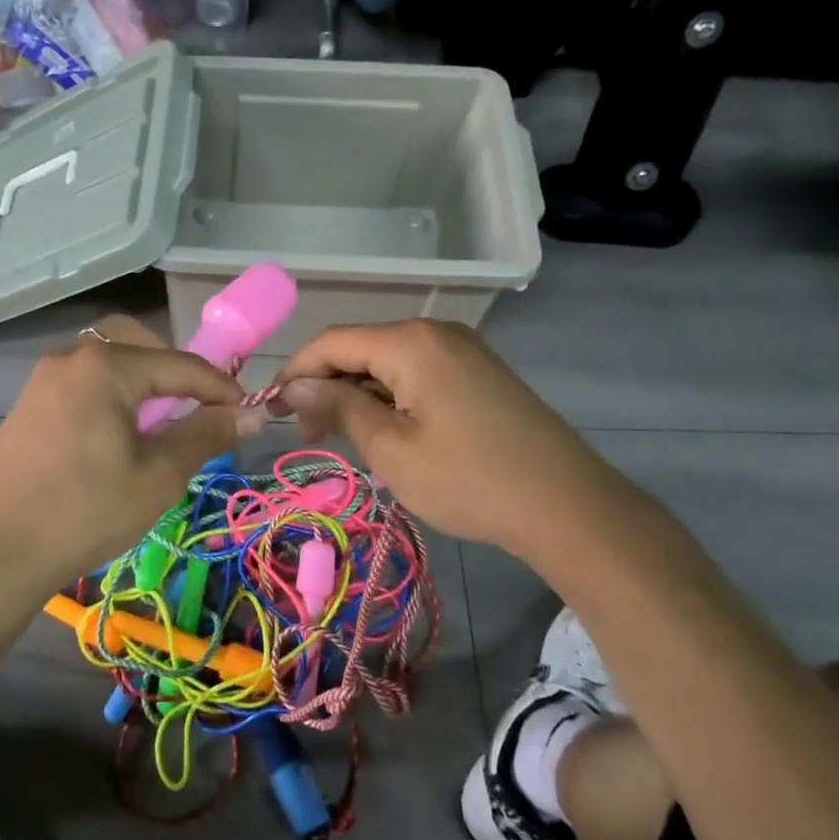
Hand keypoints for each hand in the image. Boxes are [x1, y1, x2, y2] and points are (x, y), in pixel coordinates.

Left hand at [0, 317, 268, 591]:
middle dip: (175, 371)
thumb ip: (206, 435)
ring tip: (159, 426)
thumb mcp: (158, 476)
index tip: (248, 412)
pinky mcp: (29, 404)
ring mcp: (44, 379)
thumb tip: (253, 414)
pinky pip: (84, 381)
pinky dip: (112, 394)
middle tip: (196, 410)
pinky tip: (118, 435)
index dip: (220, 388)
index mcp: (106, 367)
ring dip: (142, 382)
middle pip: (139, 344)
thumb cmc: (85, 513)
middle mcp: (72, 357)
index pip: (181, 364)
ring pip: (109, 361)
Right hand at [272, 320, 576, 550]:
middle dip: (326, 387)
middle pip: (359, 348)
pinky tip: (387, 434)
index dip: (295, 374)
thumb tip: (292, 386)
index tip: (269, 412)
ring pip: (387, 363)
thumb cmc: (470, 480)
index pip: (331, 342)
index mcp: (411, 342)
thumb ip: (338, 408)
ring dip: (357, 395)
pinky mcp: (479, 373)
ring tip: (346, 441)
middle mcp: (436, 332)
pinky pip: (417, 374)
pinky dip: (390, 398)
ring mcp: (463, 350)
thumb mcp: (391, 449)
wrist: (568, 507)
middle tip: (310, 437)